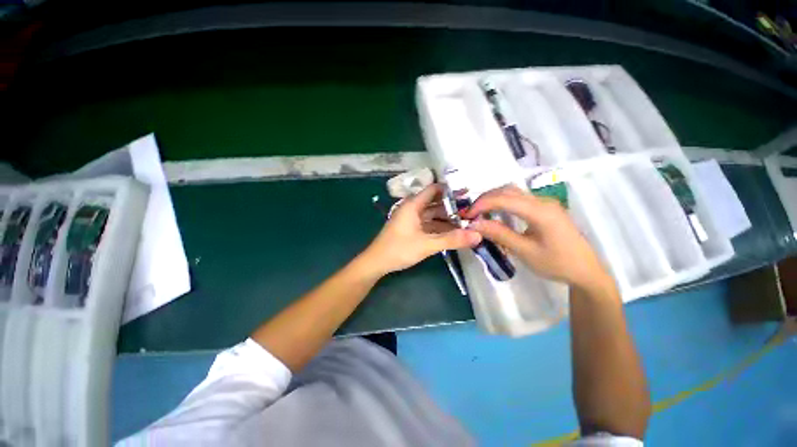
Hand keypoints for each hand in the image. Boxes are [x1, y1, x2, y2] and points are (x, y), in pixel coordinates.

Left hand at [361, 184, 481, 275]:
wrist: (377, 262)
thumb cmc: (399, 249)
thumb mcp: (427, 245)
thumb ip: (451, 239)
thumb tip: (477, 235)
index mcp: (413, 205)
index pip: (434, 190)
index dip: (450, 190)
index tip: (467, 194)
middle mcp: (412, 209)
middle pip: (435, 203)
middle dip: (452, 207)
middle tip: (471, 211)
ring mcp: (411, 219)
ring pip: (432, 215)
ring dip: (446, 219)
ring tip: (466, 223)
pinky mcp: (411, 229)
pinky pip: (428, 224)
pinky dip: (439, 227)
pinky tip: (452, 233)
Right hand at [464, 185, 610, 290]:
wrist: (586, 271)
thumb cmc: (557, 264)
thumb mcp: (525, 251)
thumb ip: (499, 234)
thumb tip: (474, 224)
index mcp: (541, 211)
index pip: (504, 199)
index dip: (482, 204)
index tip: (467, 216)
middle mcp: (542, 201)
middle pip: (508, 190)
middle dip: (485, 199)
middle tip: (470, 214)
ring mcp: (545, 203)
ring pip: (513, 192)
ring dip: (493, 199)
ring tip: (480, 213)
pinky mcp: (544, 208)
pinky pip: (519, 199)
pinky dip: (502, 203)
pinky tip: (496, 214)